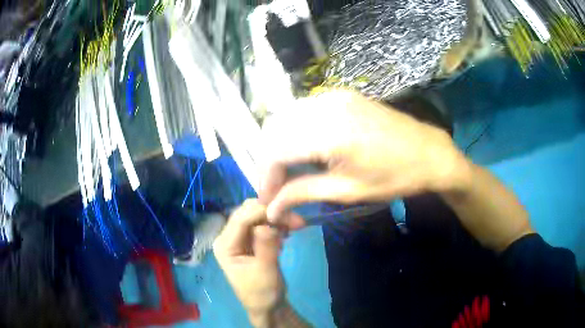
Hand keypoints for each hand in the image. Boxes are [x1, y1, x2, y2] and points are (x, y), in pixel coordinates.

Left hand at [213, 200, 285, 325]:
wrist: (268, 306)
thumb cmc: (263, 293)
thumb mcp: (266, 271)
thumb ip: (266, 247)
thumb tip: (268, 224)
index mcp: (224, 245)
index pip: (240, 219)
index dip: (262, 212)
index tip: (287, 213)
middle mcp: (228, 237)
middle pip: (247, 213)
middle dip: (271, 213)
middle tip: (296, 221)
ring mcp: (239, 237)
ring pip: (256, 215)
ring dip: (276, 217)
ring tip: (294, 228)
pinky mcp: (250, 240)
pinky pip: (262, 223)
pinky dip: (276, 224)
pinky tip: (286, 234)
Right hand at [260, 90, 471, 226]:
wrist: (429, 152)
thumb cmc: (394, 177)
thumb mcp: (348, 190)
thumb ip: (303, 193)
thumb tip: (272, 208)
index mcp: (329, 132)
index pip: (275, 151)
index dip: (266, 177)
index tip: (269, 200)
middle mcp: (325, 106)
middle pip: (274, 130)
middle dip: (269, 161)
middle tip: (278, 187)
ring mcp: (332, 95)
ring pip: (286, 117)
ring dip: (279, 144)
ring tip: (289, 170)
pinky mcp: (340, 94)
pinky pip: (303, 109)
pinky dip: (295, 129)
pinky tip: (305, 147)